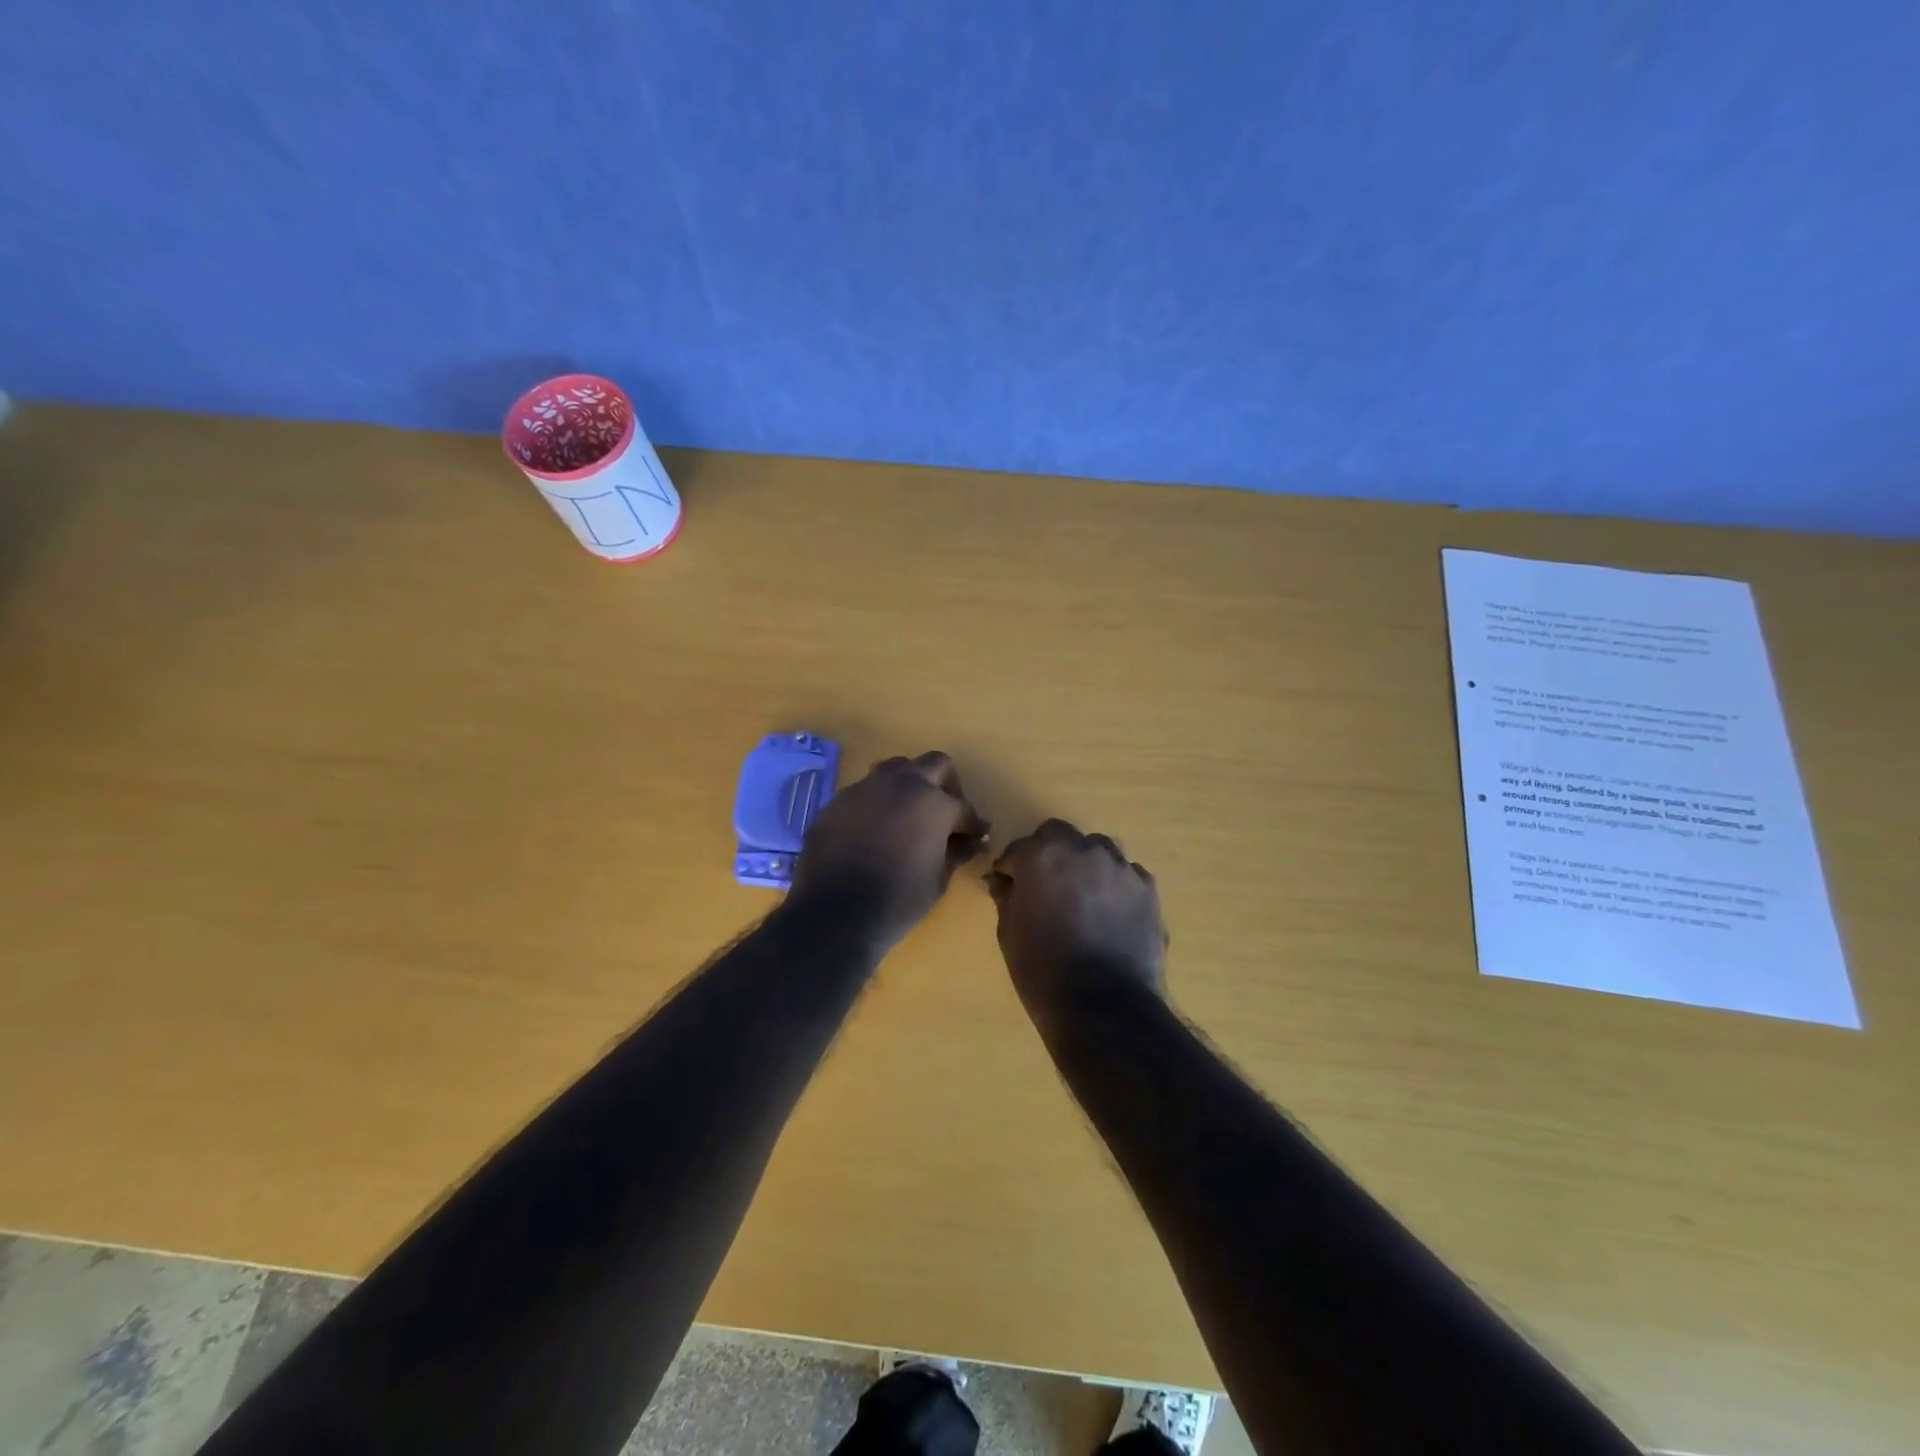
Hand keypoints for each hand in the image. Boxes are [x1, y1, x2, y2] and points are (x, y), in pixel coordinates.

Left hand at [792, 751, 988, 946]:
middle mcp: (901, 784)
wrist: (835, 912)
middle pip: (934, 764)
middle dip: (947, 784)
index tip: (978, 835)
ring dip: (909, 784)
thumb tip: (973, 842)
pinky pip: (866, 791)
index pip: (963, 807)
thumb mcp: (938, 879)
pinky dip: (878, 803)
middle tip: (946, 811)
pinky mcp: (838, 801)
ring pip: (895, 769)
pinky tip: (875, 829)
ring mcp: (866, 788)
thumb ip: (957, 852)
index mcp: (934, 803)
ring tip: (909, 813)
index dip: (974, 824)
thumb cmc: (898, 899)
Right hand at [985, 819, 1167, 1011]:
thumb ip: (1005, 897)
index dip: (1011, 867)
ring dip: (1085, 864)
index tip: (1008, 885)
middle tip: (1046, 885)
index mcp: (1042, 856)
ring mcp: (1120, 866)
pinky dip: (1114, 885)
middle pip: (1061, 835)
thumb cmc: (1043, 970)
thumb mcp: (1010, 934)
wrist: (1105, 1006)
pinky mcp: (1147, 888)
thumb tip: (1000, 881)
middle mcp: (1083, 849)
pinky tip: (1110, 913)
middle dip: (1049, 853)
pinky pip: (1126, 874)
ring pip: (1098, 849)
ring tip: (1082, 897)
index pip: (1019, 848)